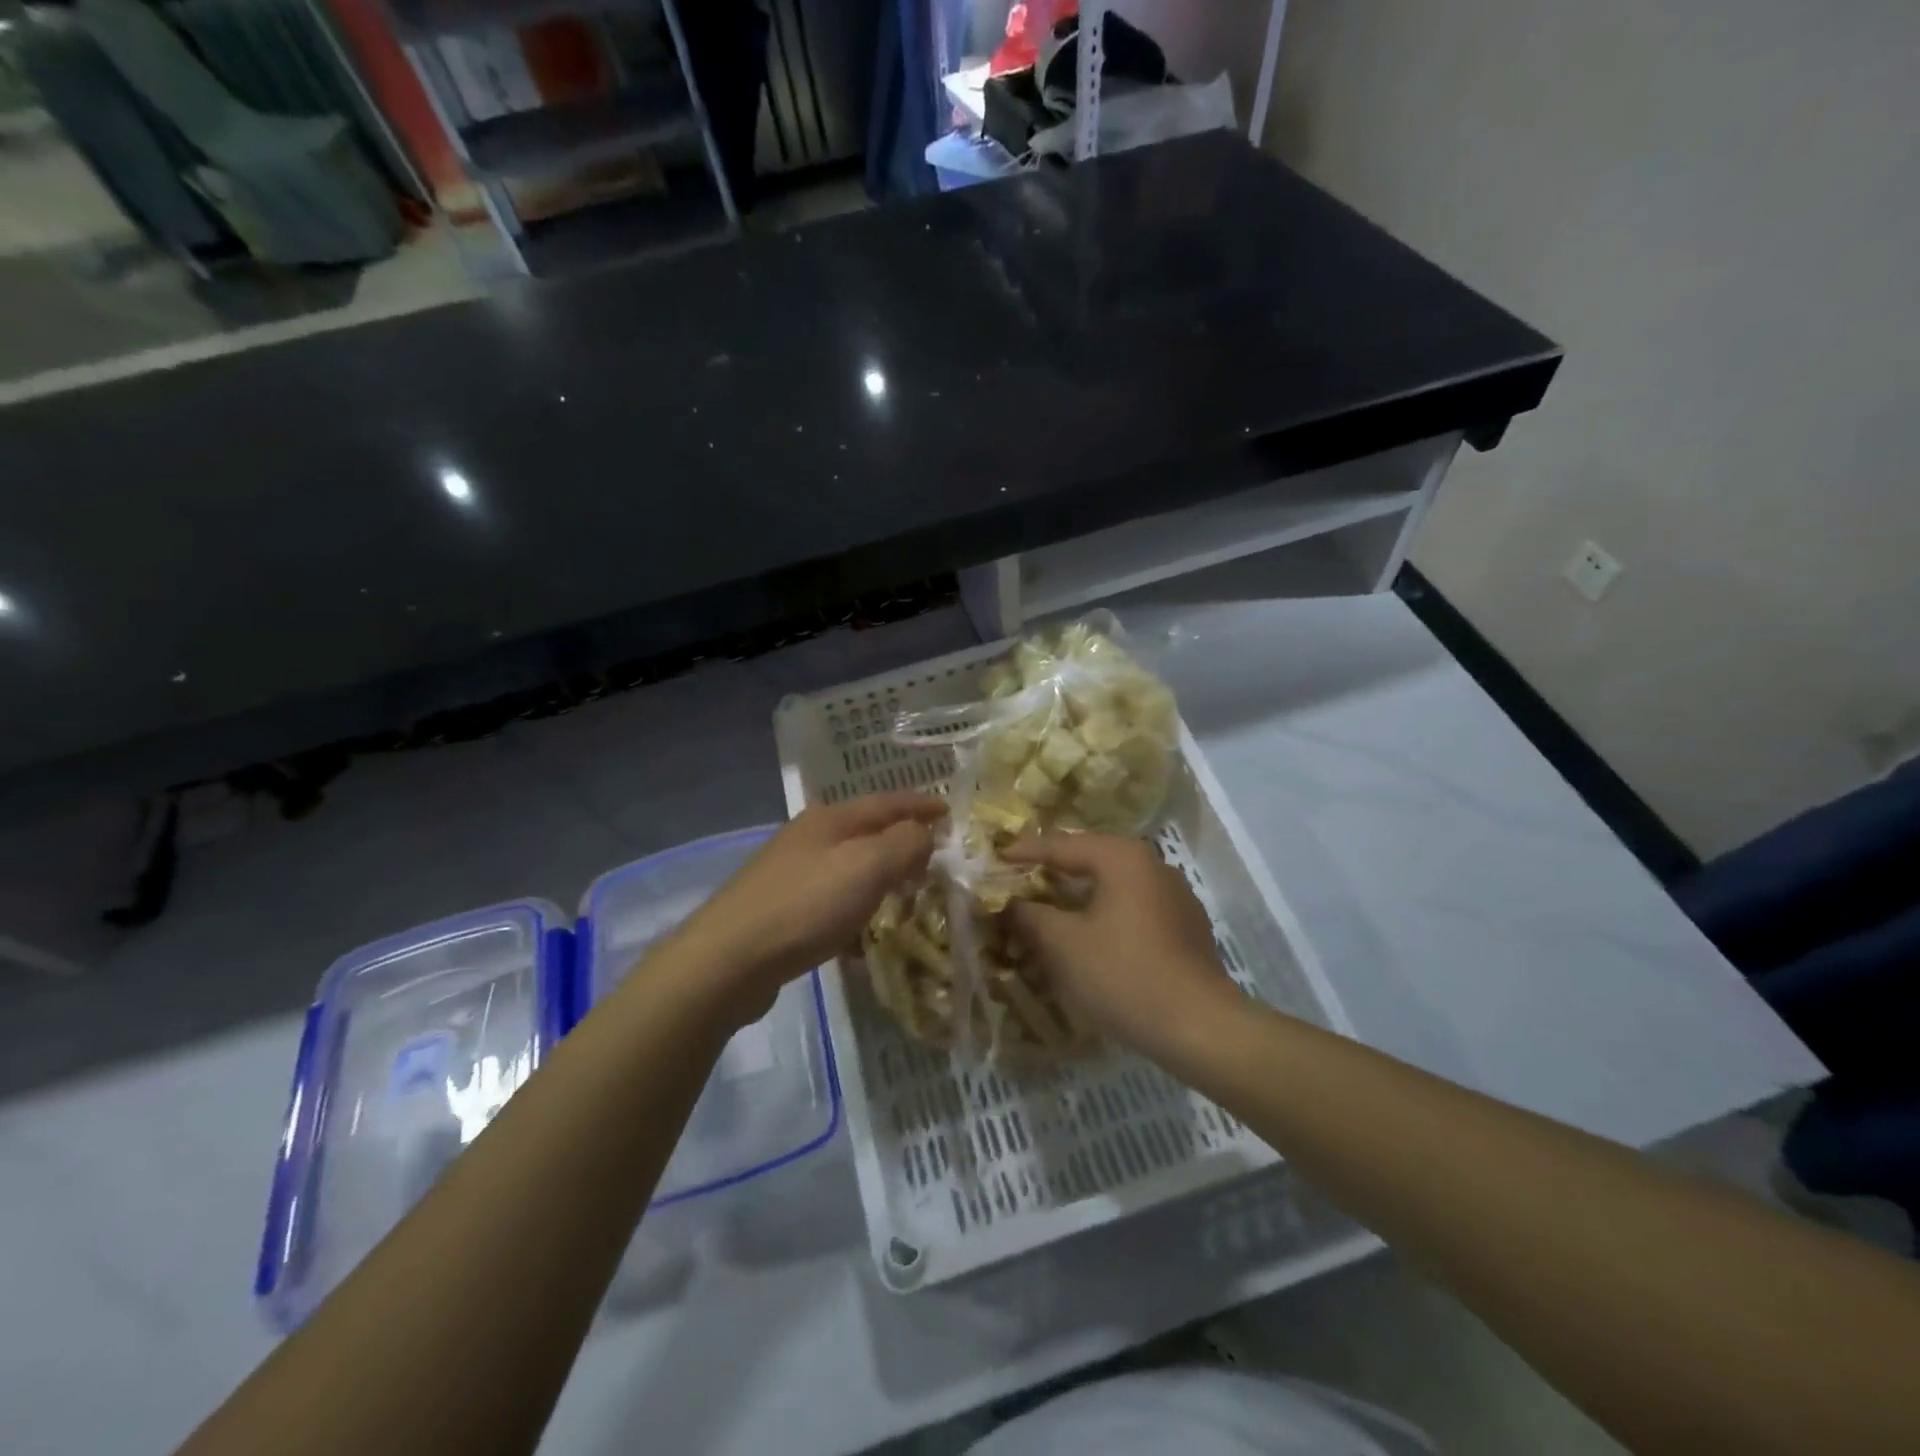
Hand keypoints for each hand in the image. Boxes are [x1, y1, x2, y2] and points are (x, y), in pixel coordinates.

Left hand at [669, 793, 944, 1023]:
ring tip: (906, 897)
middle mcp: (810, 838)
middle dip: (902, 843)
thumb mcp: (867, 866)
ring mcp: (792, 874)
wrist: (729, 959)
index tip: (950, 811)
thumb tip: (925, 832)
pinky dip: (855, 913)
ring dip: (879, 880)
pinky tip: (864, 939)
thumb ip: (904, 843)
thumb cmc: (806, 904)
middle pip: (866, 833)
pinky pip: (832, 903)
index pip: (887, 802)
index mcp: (830, 819)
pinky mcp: (782, 911)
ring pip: (850, 869)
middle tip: (934, 858)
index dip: (921, 805)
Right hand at [1003, 834, 1244, 1058]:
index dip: (1025, 852)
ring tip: (1049, 907)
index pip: (1062, 845)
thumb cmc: (1124, 975)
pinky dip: (1104, 913)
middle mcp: (1152, 865)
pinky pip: (1133, 906)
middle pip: (1090, 859)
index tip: (996, 858)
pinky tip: (1090, 935)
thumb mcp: (1064, 945)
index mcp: (1122, 857)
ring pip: (1113, 884)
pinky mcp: (1185, 925)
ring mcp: (1174, 895)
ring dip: (1079, 894)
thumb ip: (1030, 916)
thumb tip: (1008, 903)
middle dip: (1053, 871)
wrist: (1200, 1027)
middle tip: (1019, 880)